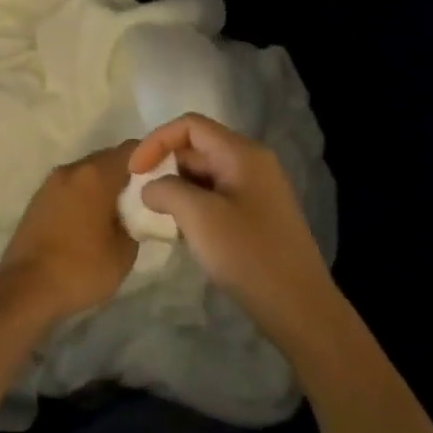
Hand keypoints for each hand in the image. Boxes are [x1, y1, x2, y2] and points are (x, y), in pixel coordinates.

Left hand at [0, 142, 139, 323]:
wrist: (25, 289)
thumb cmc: (81, 268)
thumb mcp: (124, 251)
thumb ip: (136, 221)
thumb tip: (135, 213)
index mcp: (95, 175)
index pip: (132, 150)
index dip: (151, 160)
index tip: (165, 178)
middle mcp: (71, 169)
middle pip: (108, 158)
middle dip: (128, 173)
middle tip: (146, 197)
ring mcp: (50, 183)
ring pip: (87, 173)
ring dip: (105, 185)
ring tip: (120, 211)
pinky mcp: (38, 200)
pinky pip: (71, 187)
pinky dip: (86, 195)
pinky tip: (93, 220)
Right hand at [130, 114, 336, 340]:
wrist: (298, 306)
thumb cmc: (248, 255)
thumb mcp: (199, 217)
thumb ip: (167, 191)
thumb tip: (151, 188)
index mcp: (242, 153)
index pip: (190, 126)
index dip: (156, 141)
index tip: (134, 172)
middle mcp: (251, 163)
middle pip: (197, 148)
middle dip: (164, 166)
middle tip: (140, 196)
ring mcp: (256, 190)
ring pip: (204, 174)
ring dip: (176, 189)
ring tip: (155, 215)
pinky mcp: (255, 216)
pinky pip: (215, 197)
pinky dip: (192, 206)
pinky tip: (179, 231)